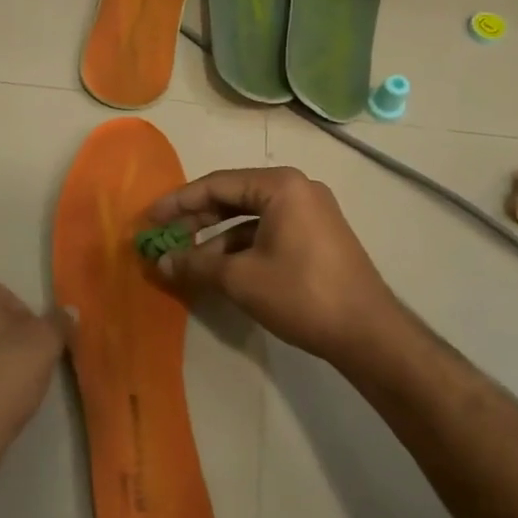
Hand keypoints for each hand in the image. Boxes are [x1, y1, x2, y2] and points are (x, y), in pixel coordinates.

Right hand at [148, 167, 399, 368]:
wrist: (367, 332)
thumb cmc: (301, 293)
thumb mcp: (240, 278)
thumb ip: (196, 264)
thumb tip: (161, 262)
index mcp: (280, 186)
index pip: (216, 184)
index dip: (178, 202)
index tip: (150, 219)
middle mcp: (297, 189)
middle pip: (234, 197)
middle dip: (196, 219)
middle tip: (165, 237)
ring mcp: (310, 212)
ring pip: (250, 217)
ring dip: (217, 237)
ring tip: (187, 260)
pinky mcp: (316, 235)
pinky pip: (268, 230)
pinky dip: (241, 246)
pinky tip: (220, 269)